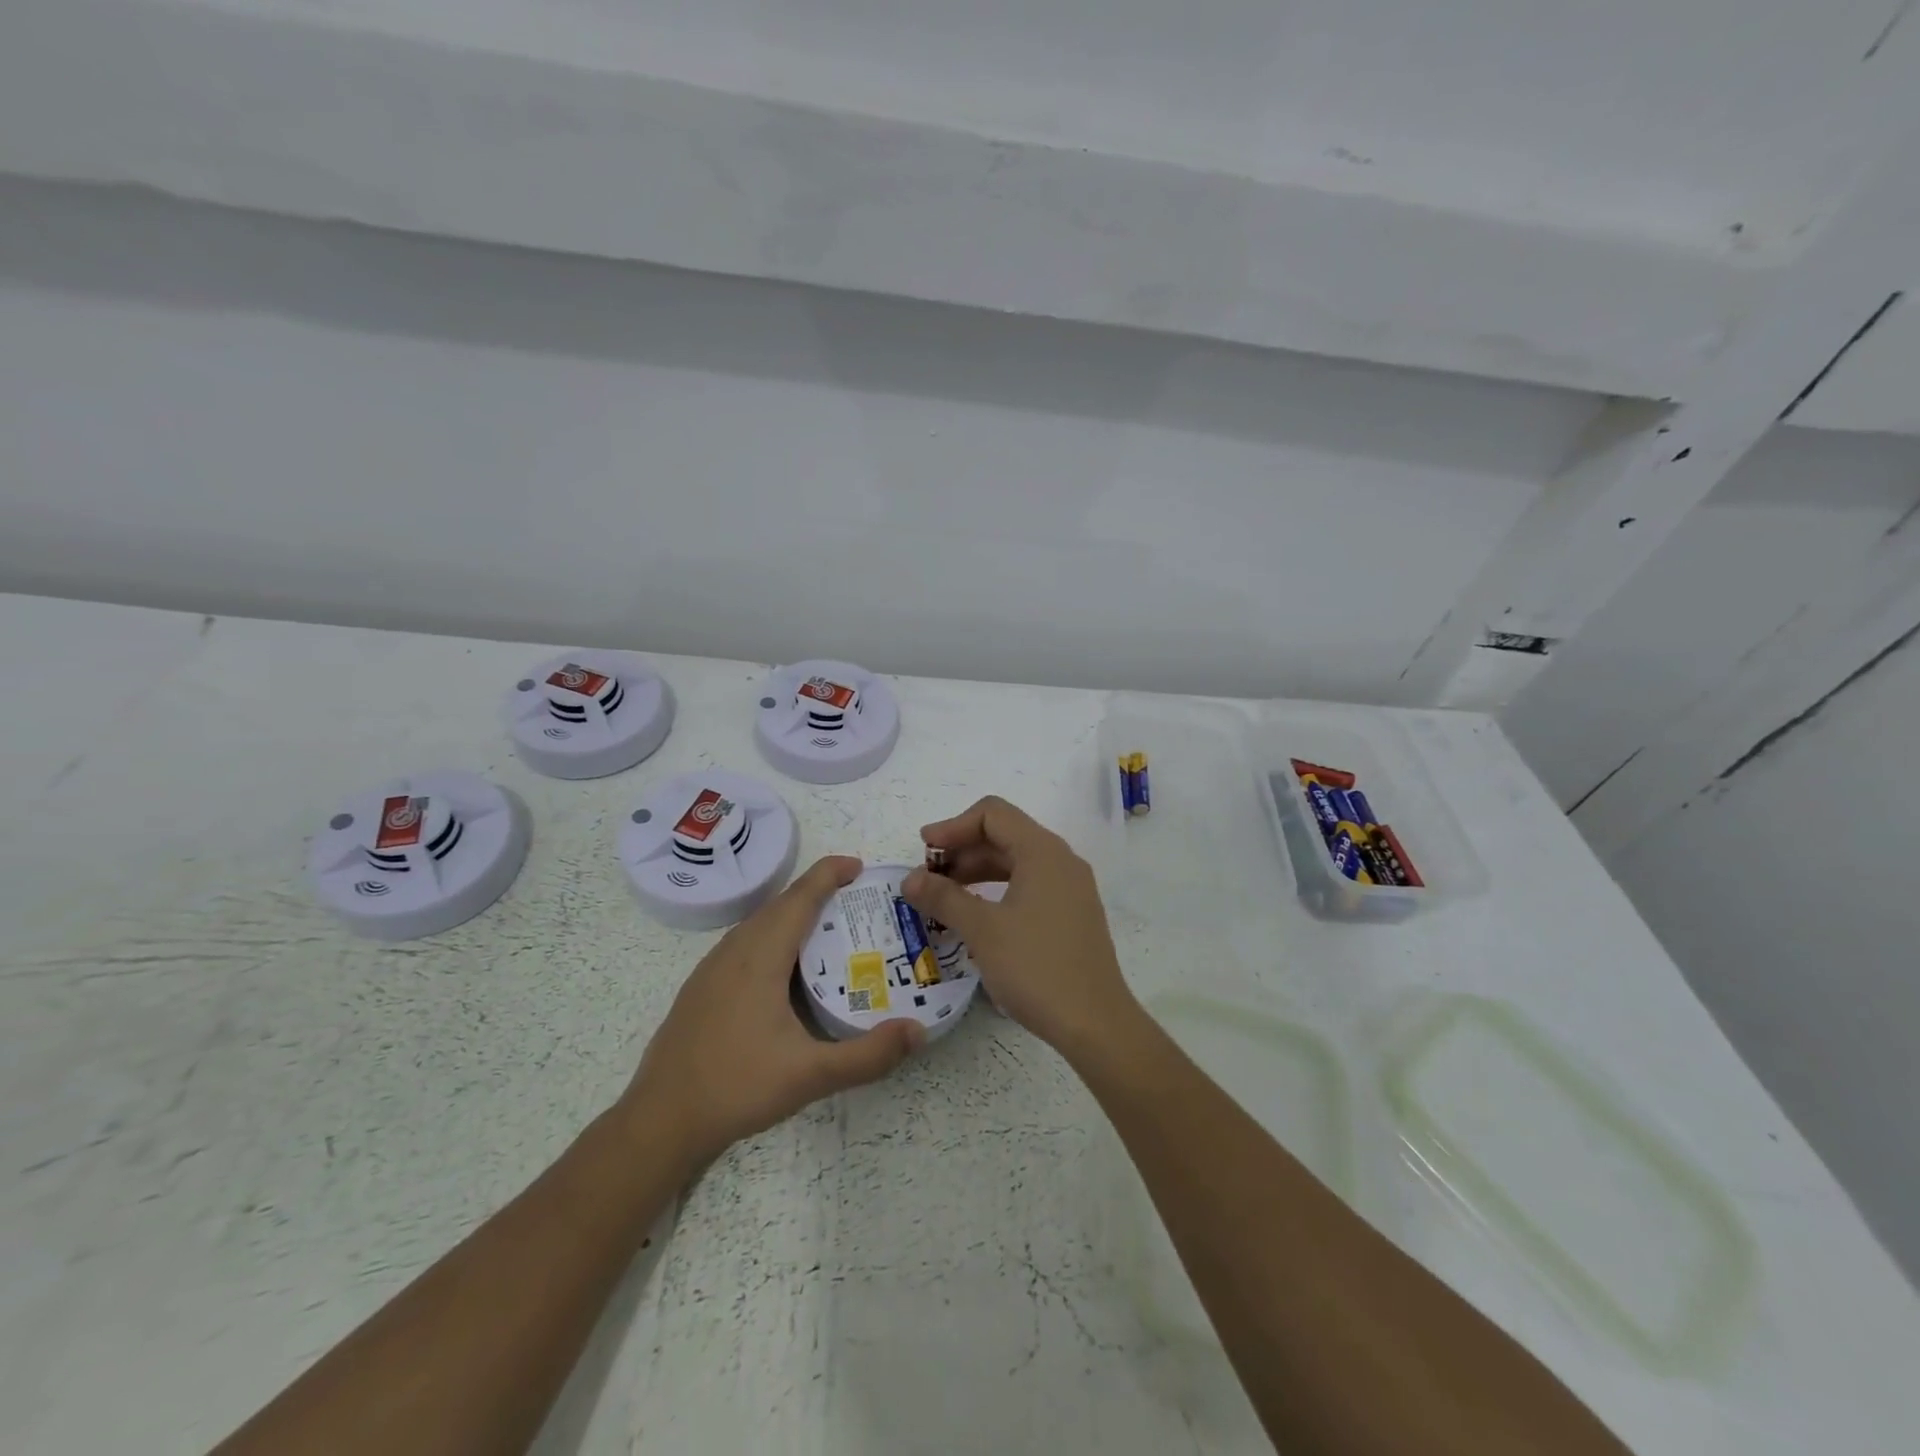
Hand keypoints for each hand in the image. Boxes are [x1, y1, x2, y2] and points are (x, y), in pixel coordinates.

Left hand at [622, 855, 924, 1171]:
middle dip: (818, 891)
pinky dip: (774, 936)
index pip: (799, 897)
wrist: (659, 1121)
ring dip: (794, 913)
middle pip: (780, 904)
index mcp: (759, 957)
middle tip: (857, 899)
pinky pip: (745, 943)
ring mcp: (712, 969)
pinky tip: (786, 969)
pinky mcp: (701, 988)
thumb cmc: (736, 1088)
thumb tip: (918, 1032)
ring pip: (759, 924)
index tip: (860, 865)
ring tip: (828, 928)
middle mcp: (734, 951)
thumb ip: (868, 1055)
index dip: (829, 873)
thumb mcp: (810, 1075)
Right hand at [899, 797, 1138, 1061]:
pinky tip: (976, 915)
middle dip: (962, 849)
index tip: (924, 851)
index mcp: (1043, 852)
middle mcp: (1061, 861)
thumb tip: (910, 879)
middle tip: (927, 877)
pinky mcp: (1072, 914)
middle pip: (1005, 835)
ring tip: (944, 897)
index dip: (953, 826)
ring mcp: (1070, 888)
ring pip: (1016, 862)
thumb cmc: (1036, 968)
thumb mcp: (982, 930)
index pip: (992, 814)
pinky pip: (1029, 885)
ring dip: (977, 871)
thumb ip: (943, 897)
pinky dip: (997, 890)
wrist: (1095, 1024)